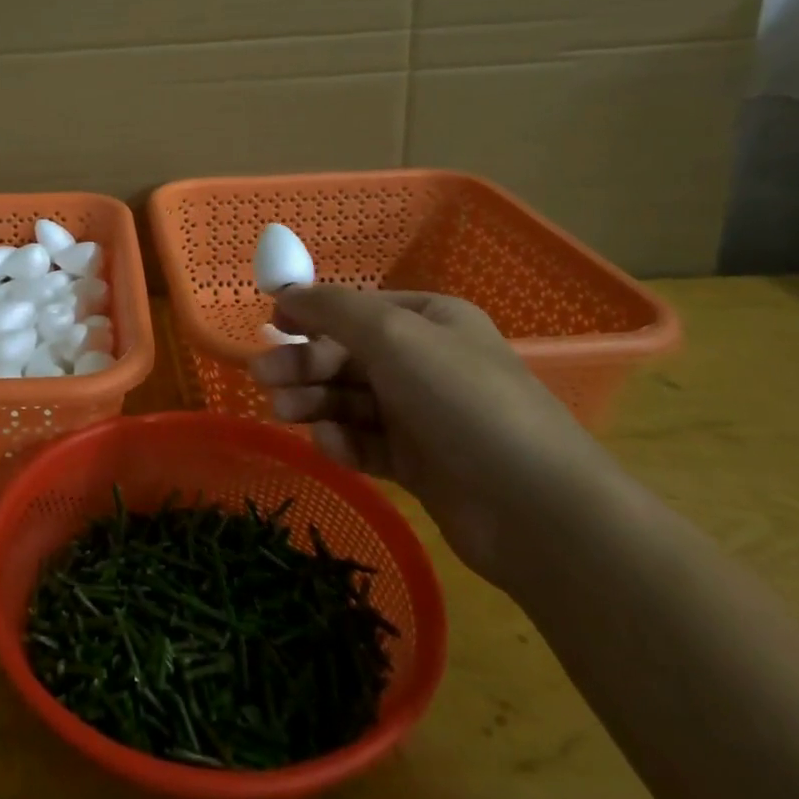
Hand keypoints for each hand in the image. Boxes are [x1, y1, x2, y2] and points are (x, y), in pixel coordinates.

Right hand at [249, 286, 618, 586]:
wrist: (535, 507)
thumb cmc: (462, 400)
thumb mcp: (392, 335)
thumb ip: (332, 309)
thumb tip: (285, 290)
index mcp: (429, 321)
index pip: (357, 310)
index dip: (312, 315)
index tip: (272, 326)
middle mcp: (425, 362)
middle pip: (347, 355)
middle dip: (304, 364)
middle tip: (263, 377)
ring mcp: (422, 414)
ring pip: (350, 400)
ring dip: (314, 401)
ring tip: (284, 412)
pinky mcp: (418, 463)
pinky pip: (366, 442)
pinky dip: (344, 441)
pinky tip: (331, 446)